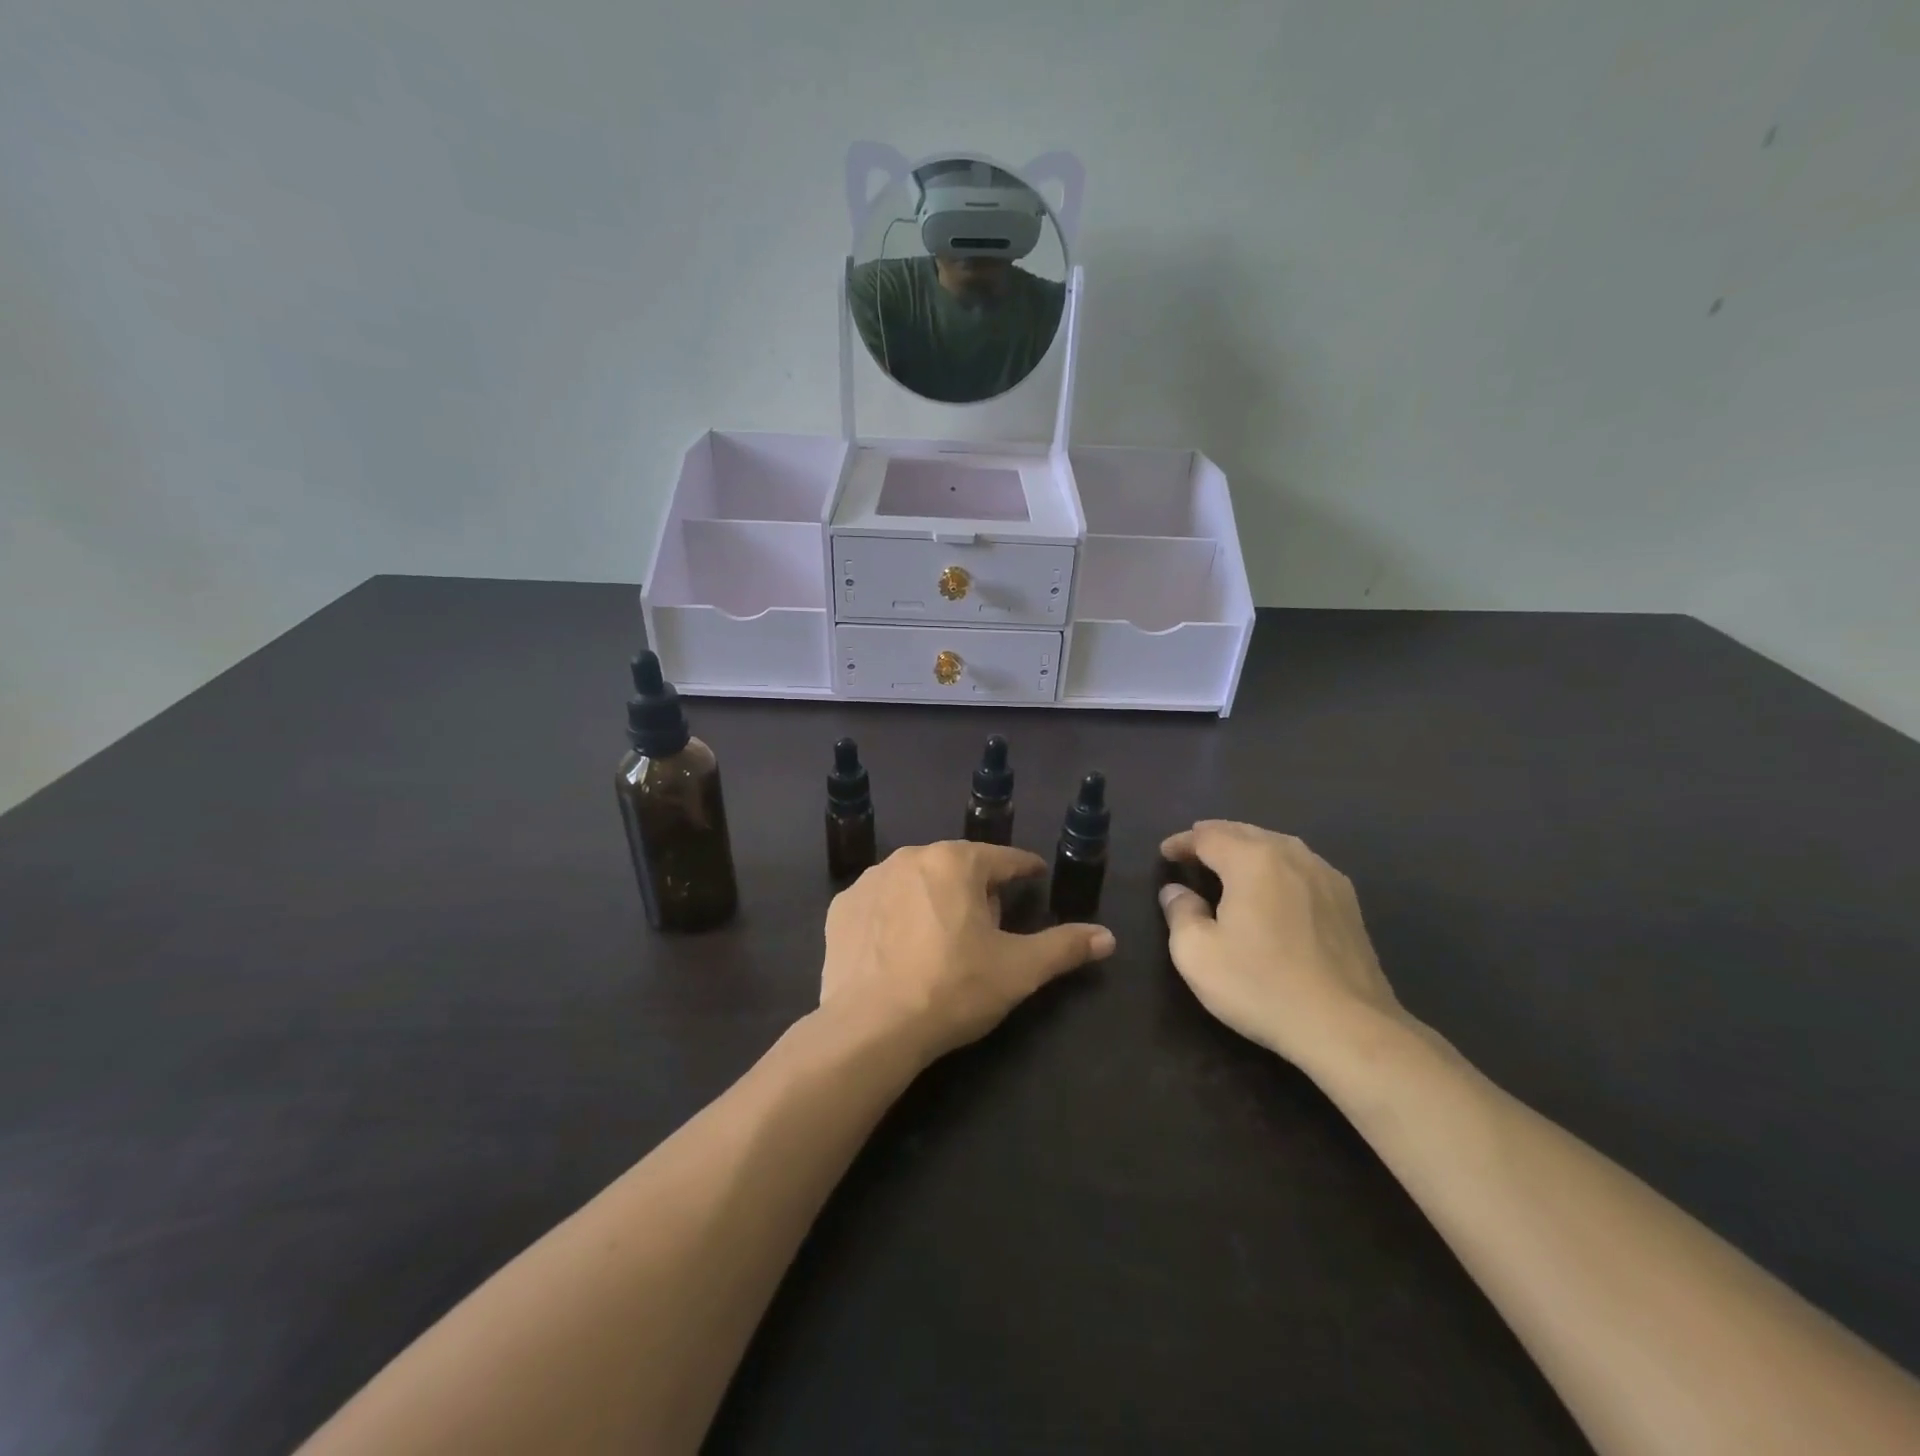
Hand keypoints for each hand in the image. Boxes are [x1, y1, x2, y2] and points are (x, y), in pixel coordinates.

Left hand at [820, 841, 1114, 1064]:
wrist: (870, 1028)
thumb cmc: (953, 988)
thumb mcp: (1018, 969)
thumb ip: (1065, 947)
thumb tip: (1109, 937)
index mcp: (955, 861)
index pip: (1002, 858)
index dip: (1023, 868)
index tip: (1035, 875)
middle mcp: (910, 858)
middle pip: (957, 868)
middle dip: (977, 889)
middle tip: (990, 924)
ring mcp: (869, 881)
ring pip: (916, 882)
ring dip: (933, 899)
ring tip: (942, 938)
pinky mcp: (841, 908)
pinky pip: (880, 903)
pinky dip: (894, 917)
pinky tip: (899, 947)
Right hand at [1158, 821, 1404, 1069]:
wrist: (1346, 1027)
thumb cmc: (1261, 985)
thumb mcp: (1197, 954)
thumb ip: (1180, 912)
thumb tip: (1177, 891)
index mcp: (1252, 860)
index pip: (1208, 836)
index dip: (1182, 842)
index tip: (1165, 854)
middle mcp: (1291, 856)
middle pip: (1245, 832)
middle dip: (1215, 837)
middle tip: (1192, 850)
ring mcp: (1326, 877)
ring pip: (1278, 846)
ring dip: (1248, 848)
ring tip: (1229, 862)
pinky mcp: (1348, 903)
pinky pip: (1302, 867)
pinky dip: (1277, 866)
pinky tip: (1275, 886)